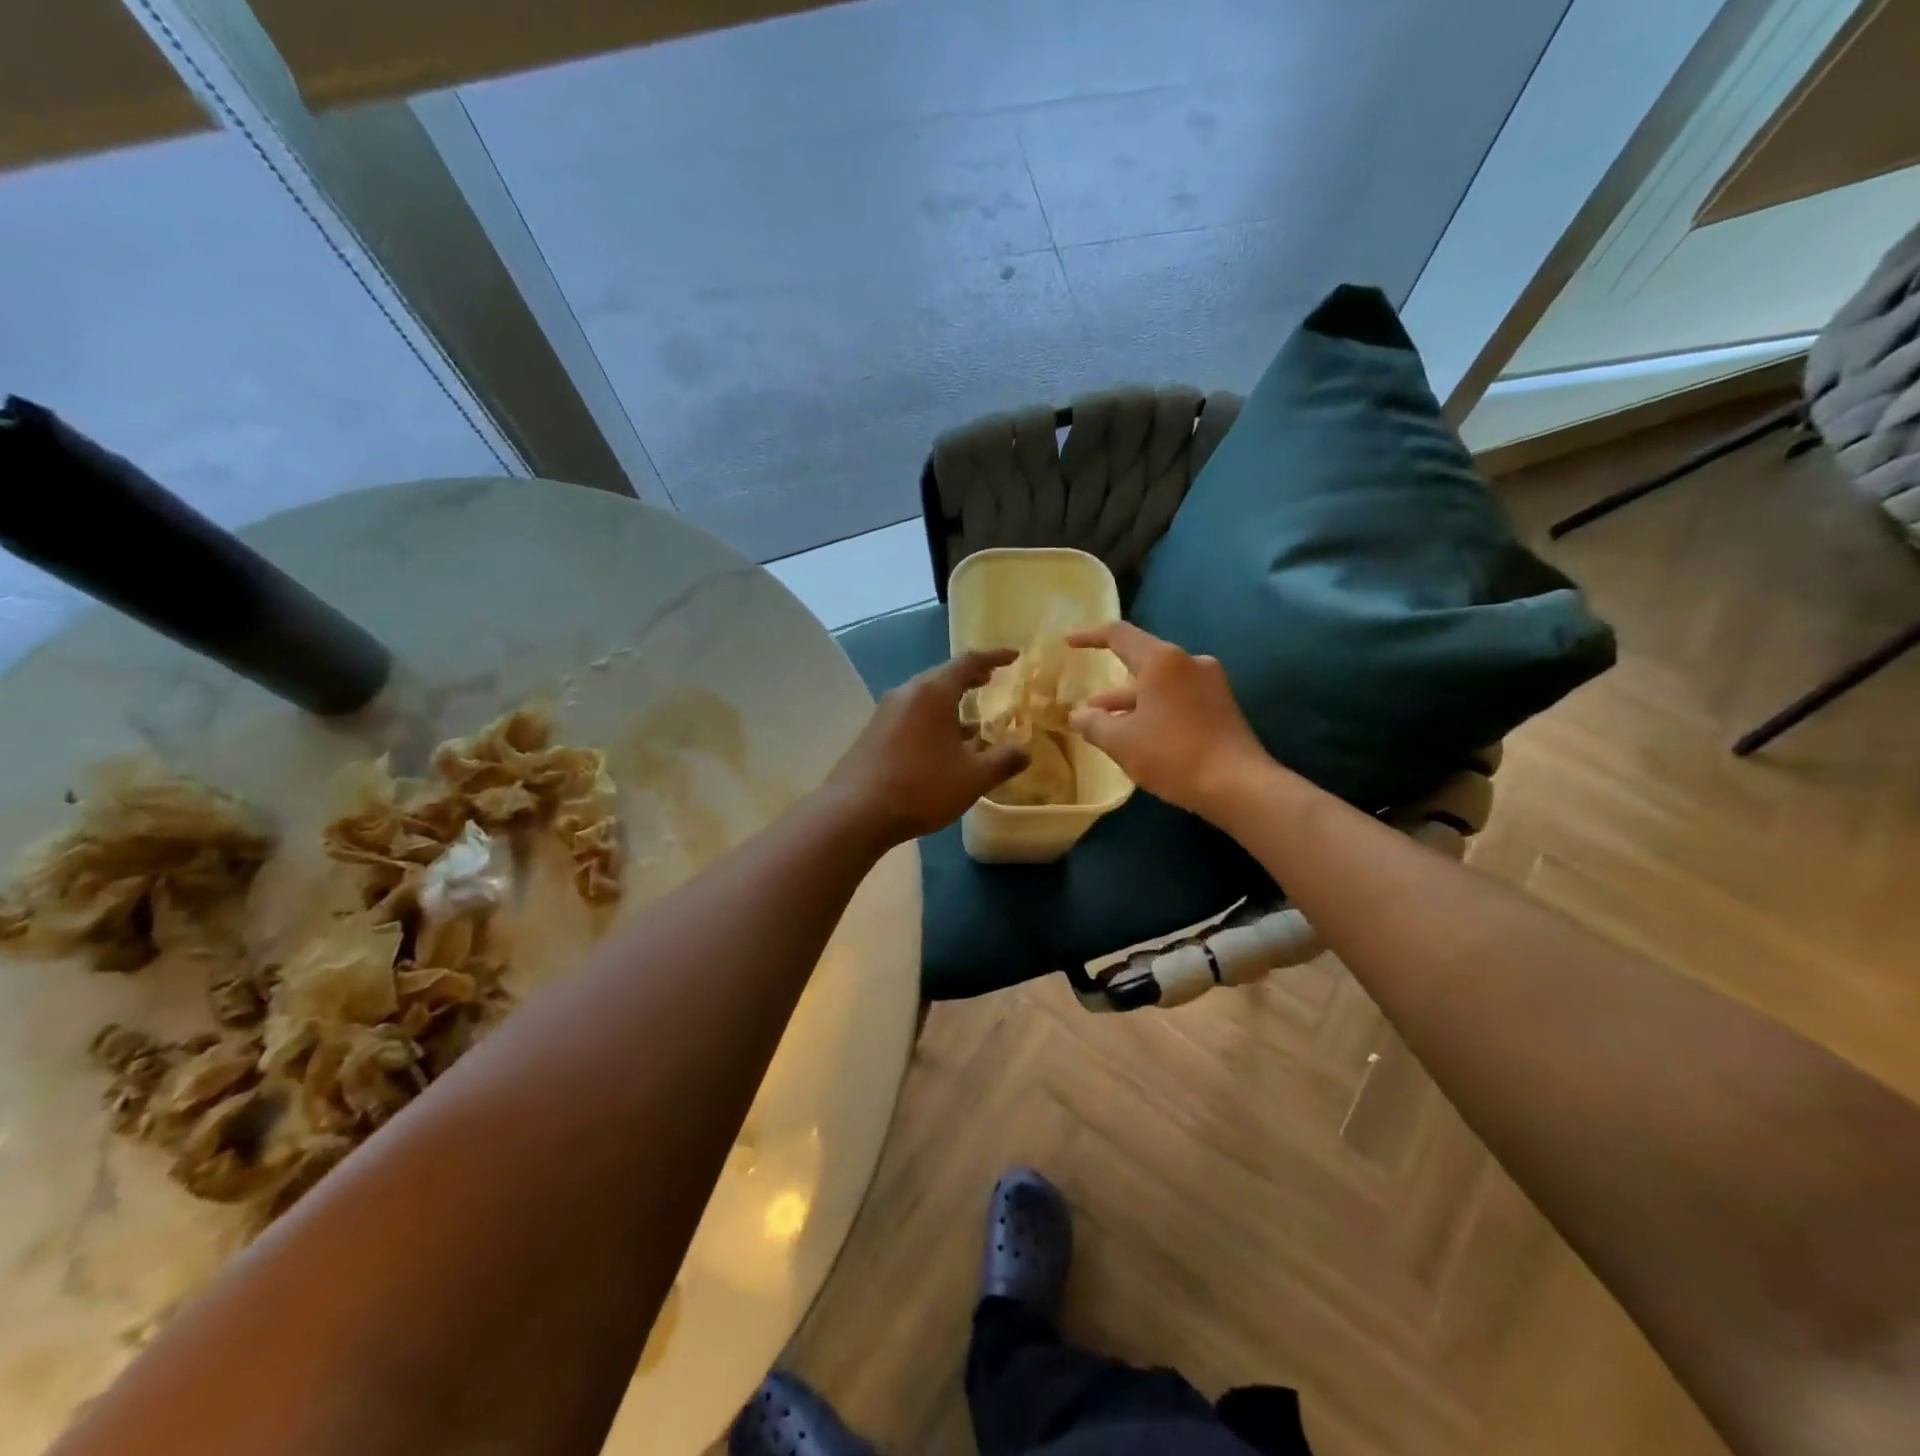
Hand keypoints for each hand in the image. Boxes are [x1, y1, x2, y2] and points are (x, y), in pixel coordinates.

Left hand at [823, 650, 1029, 845]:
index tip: (1013, 655)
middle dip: (969, 678)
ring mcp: (886, 712)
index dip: (994, 656)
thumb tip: (1025, 752)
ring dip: (950, 703)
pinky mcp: (874, 733)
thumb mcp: (972, 778)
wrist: (855, 811)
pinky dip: (933, 720)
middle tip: (990, 680)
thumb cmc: (921, 787)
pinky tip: (942, 746)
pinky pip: (911, 716)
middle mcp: (907, 693)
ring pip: (925, 698)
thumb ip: (1003, 762)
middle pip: (942, 676)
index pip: (968, 662)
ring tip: (973, 719)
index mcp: (933, 692)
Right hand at [1066, 622, 1270, 817]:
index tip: (1069, 642)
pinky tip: (1138, 734)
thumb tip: (1077, 715)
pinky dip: (1154, 710)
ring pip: (1160, 684)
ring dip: (1131, 701)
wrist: (1238, 785)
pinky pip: (1177, 698)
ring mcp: (1210, 684)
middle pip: (1142, 661)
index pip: (1119, 635)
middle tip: (1088, 701)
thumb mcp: (1121, 742)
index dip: (1090, 637)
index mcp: (1163, 660)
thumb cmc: (1173, 754)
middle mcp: (1189, 662)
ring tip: (1104, 723)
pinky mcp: (1221, 706)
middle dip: (1111, 682)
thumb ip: (1094, 724)